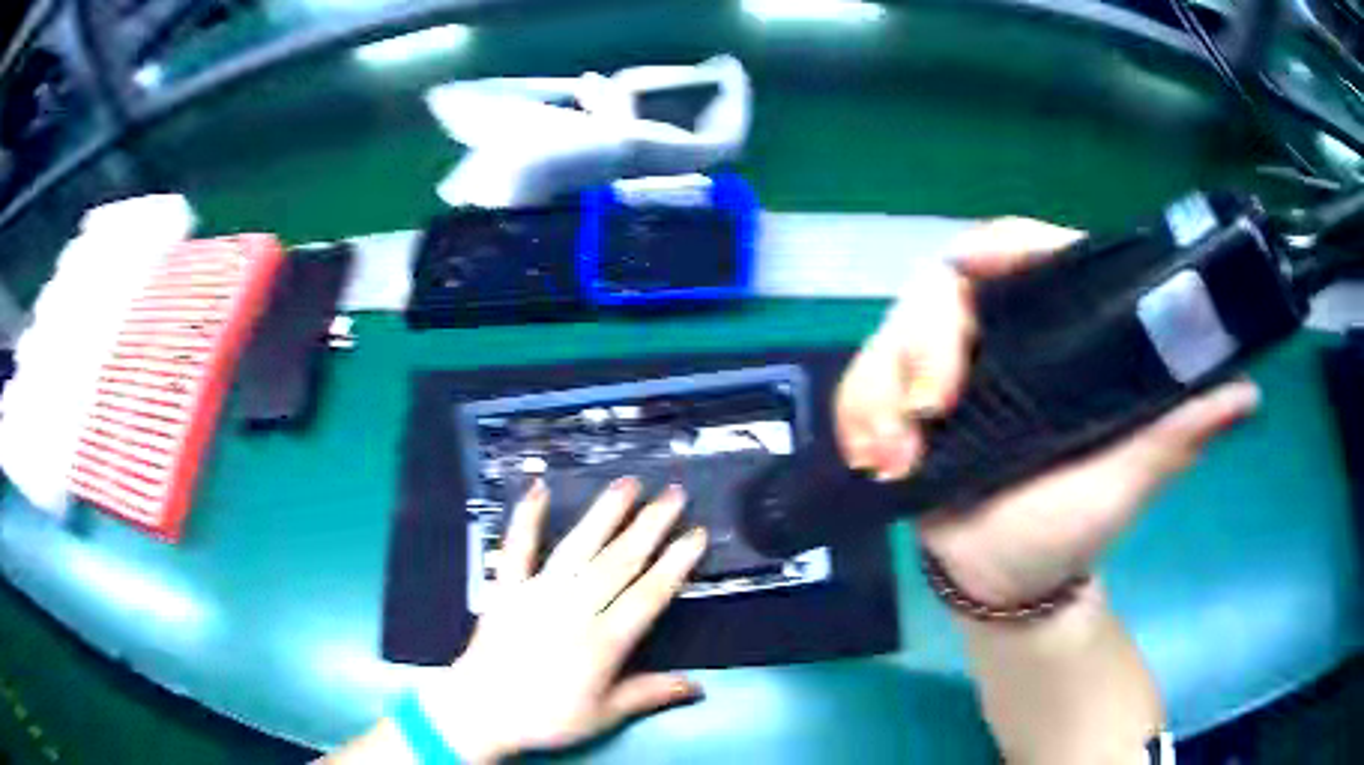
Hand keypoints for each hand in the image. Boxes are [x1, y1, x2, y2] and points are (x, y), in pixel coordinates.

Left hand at [420, 478, 707, 762]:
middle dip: (650, 526)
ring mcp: (537, 593)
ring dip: (604, 514)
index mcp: (603, 641)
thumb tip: (699, 687)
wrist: (481, 712)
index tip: (696, 534)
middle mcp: (574, 608)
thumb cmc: (546, 717)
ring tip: (628, 484)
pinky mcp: (505, 588)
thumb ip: (651, 694)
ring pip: (578, 547)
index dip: (675, 563)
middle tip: (674, 495)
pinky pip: (516, 548)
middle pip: (619, 561)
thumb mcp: (604, 715)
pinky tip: (537, 488)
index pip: (649, 594)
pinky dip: (526, 517)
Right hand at [836, 217, 1260, 605]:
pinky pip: (860, 386)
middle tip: (932, 407)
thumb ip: (1180, 431)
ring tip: (892, 457)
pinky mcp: (902, 407)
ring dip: (877, 388)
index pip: (1022, 251)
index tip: (978, 265)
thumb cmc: (1075, 524)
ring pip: (889, 336)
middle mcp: (997, 336)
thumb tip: (1245, 392)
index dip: (1001, 244)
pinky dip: (855, 414)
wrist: (1011, 577)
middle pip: (940, 288)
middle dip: (921, 341)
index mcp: (1054, 332)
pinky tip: (871, 461)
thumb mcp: (1131, 475)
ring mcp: (944, 370)